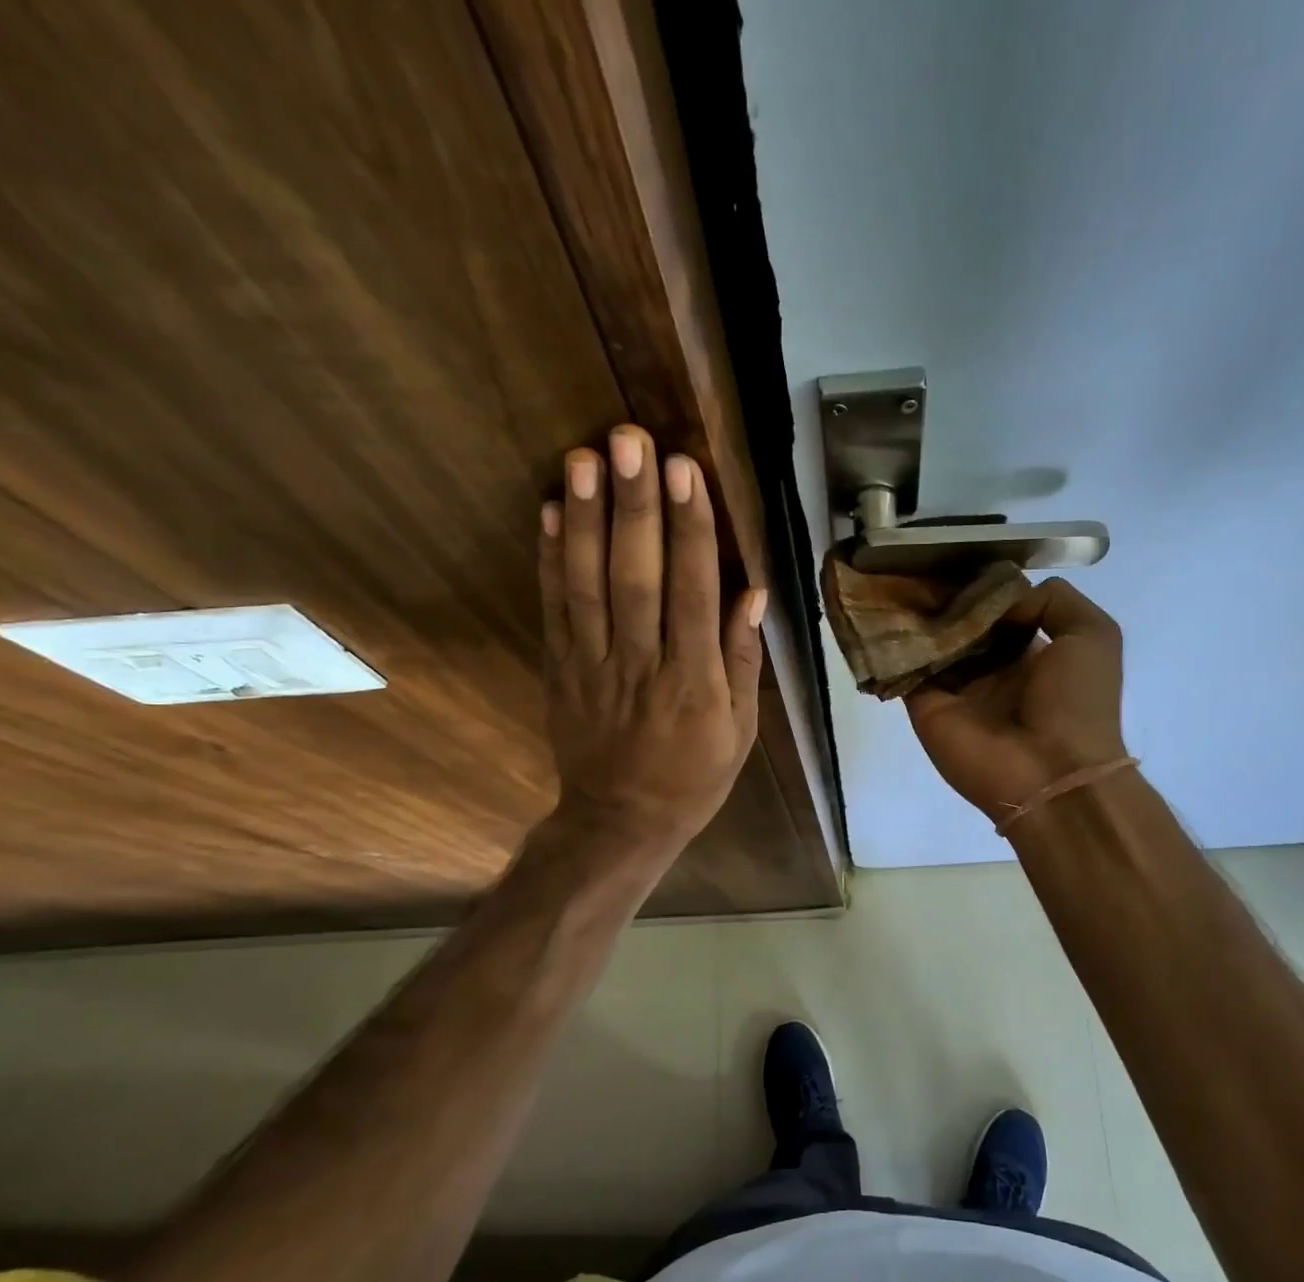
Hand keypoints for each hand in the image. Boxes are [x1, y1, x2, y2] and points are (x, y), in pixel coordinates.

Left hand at [539, 425, 764, 862]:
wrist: (621, 820)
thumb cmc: (693, 776)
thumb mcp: (739, 731)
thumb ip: (742, 660)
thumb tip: (752, 592)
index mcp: (694, 682)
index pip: (692, 593)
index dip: (689, 530)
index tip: (685, 471)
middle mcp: (642, 665)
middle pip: (636, 577)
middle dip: (634, 506)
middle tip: (629, 440)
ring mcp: (593, 666)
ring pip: (588, 585)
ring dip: (588, 519)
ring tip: (586, 457)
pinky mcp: (561, 670)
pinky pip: (554, 610)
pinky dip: (551, 559)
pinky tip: (553, 511)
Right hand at [905, 579, 1126, 821]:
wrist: (1051, 772)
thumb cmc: (1077, 702)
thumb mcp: (1092, 634)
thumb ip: (1052, 600)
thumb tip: (997, 597)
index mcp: (1031, 652)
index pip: (997, 611)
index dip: (979, 585)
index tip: (955, 556)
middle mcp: (990, 669)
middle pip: (959, 624)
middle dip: (941, 595)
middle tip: (915, 558)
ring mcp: (955, 688)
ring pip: (928, 642)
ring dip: (912, 613)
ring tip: (891, 573)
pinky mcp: (925, 705)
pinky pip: (904, 668)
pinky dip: (892, 643)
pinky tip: (879, 609)